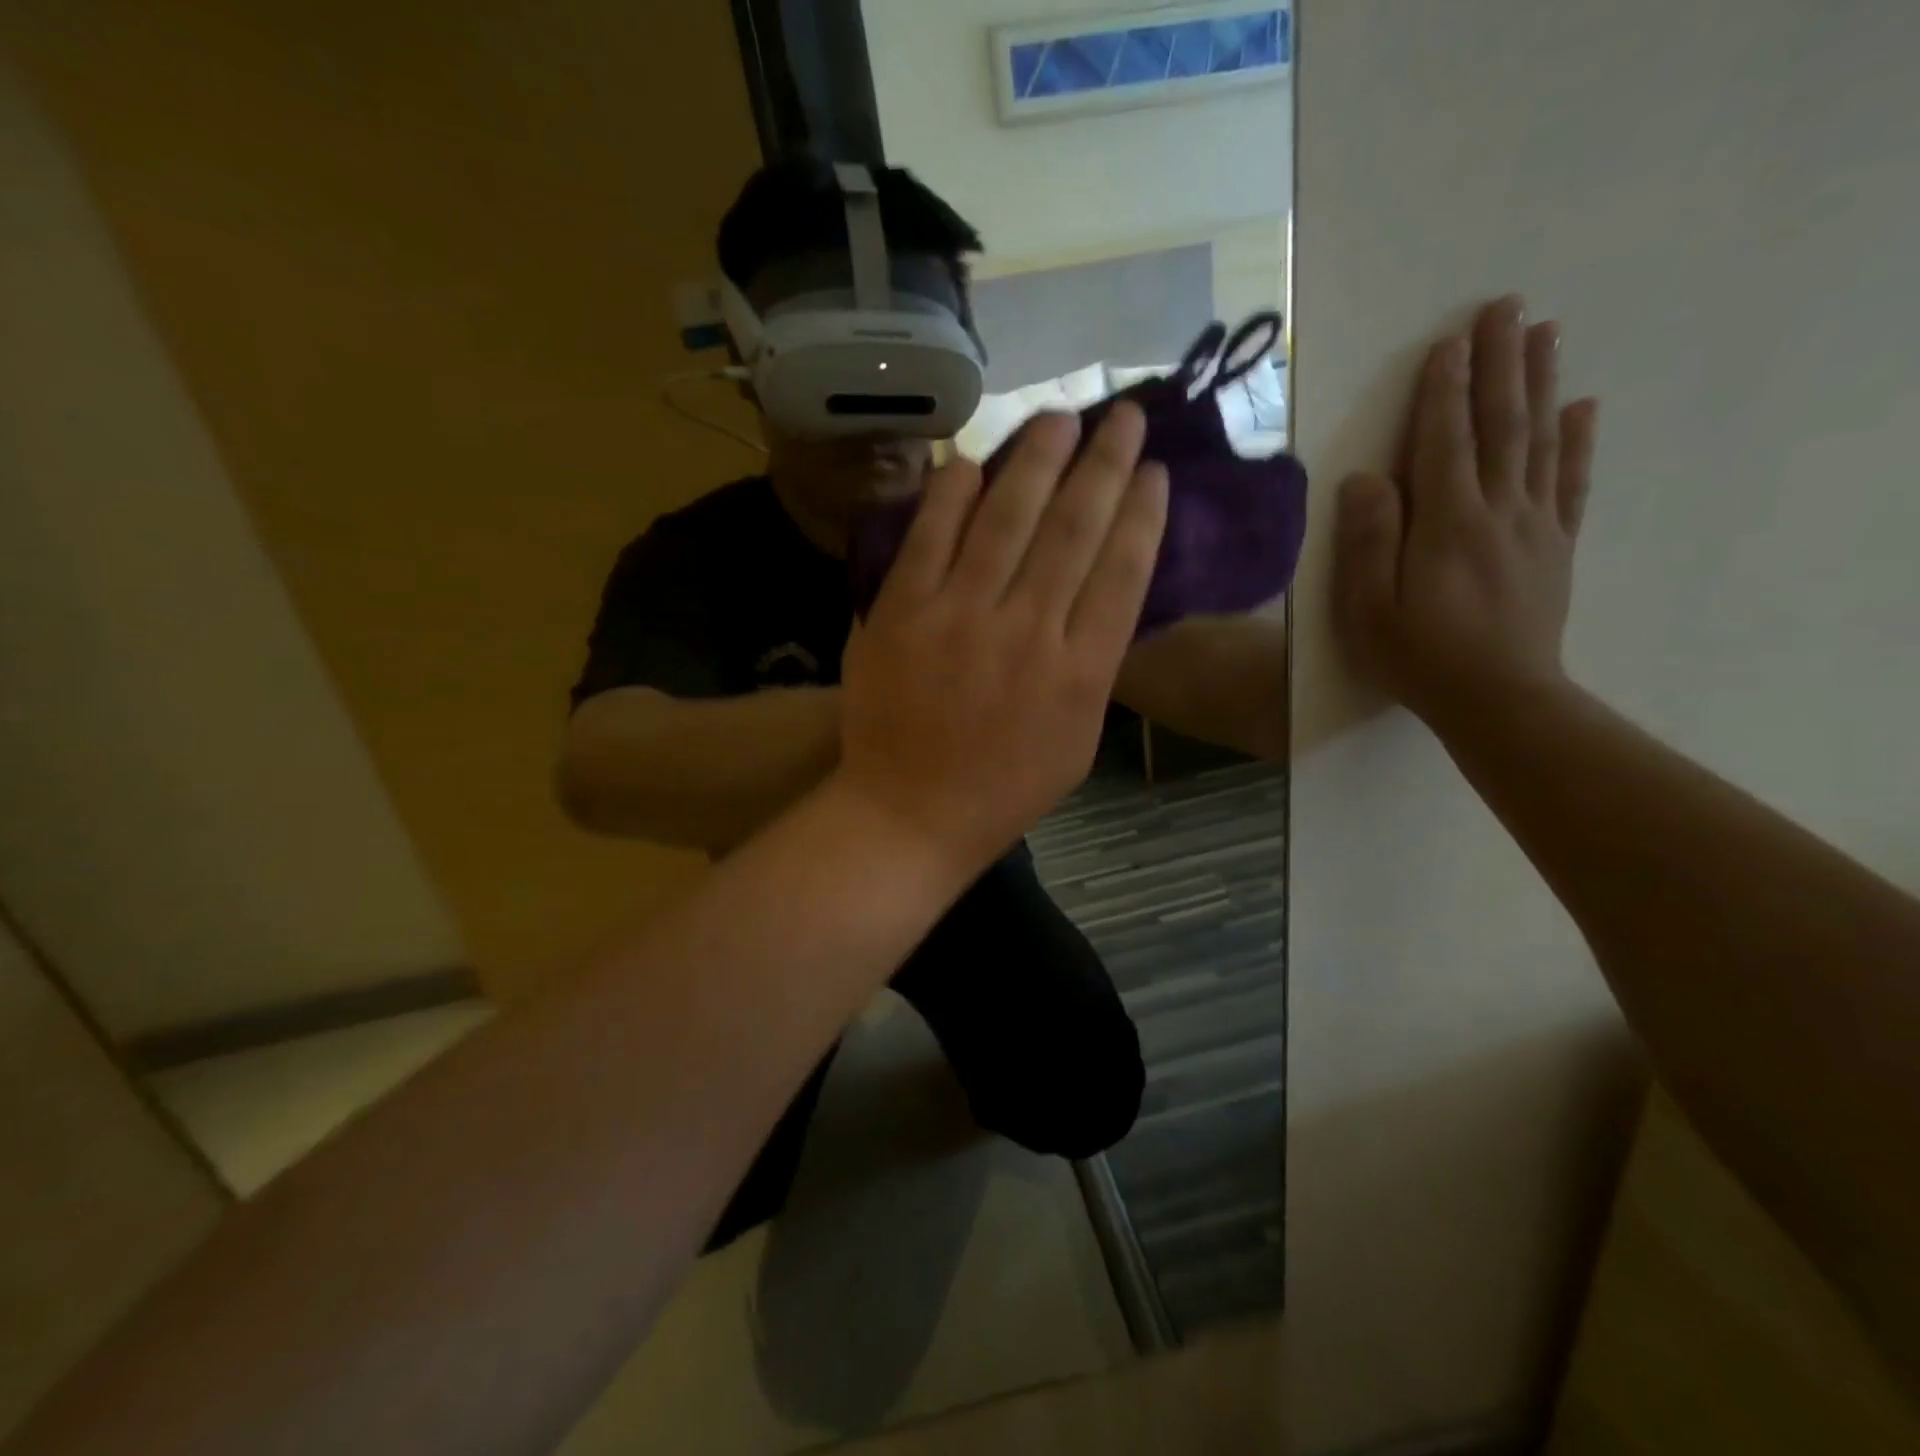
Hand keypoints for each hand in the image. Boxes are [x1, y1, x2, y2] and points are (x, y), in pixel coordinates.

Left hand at [836, 405, 1168, 872]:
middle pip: (1073, 528)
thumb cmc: (1003, 788)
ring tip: (1058, 417)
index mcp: (1081, 671)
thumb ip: (1094, 668)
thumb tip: (1101, 597)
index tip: (1154, 469)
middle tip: (1120, 414)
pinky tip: (971, 461)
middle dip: (1104, 463)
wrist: (910, 813)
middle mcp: (1027, 631)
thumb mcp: (1078, 741)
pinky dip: (950, 495)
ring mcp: (959, 616)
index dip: (1142, 511)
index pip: (1124, 571)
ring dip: (1036, 459)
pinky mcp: (901, 612)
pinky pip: (930, 538)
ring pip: (1006, 518)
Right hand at [1333, 294, 1599, 732]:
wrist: (1498, 699)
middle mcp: (1498, 511)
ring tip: (1546, 333)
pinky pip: (1570, 483)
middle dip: (1500, 364)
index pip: (1444, 442)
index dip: (1444, 390)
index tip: (1448, 341)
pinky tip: (1583, 408)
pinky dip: (1577, 441)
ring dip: (1541, 384)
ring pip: (1539, 441)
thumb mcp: (1370, 608)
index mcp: (1448, 524)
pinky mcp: (1556, 547)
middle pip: (1501, 425)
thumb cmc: (1419, 657)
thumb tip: (1365, 479)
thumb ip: (1368, 542)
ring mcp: (1535, 526)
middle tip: (1507, 307)